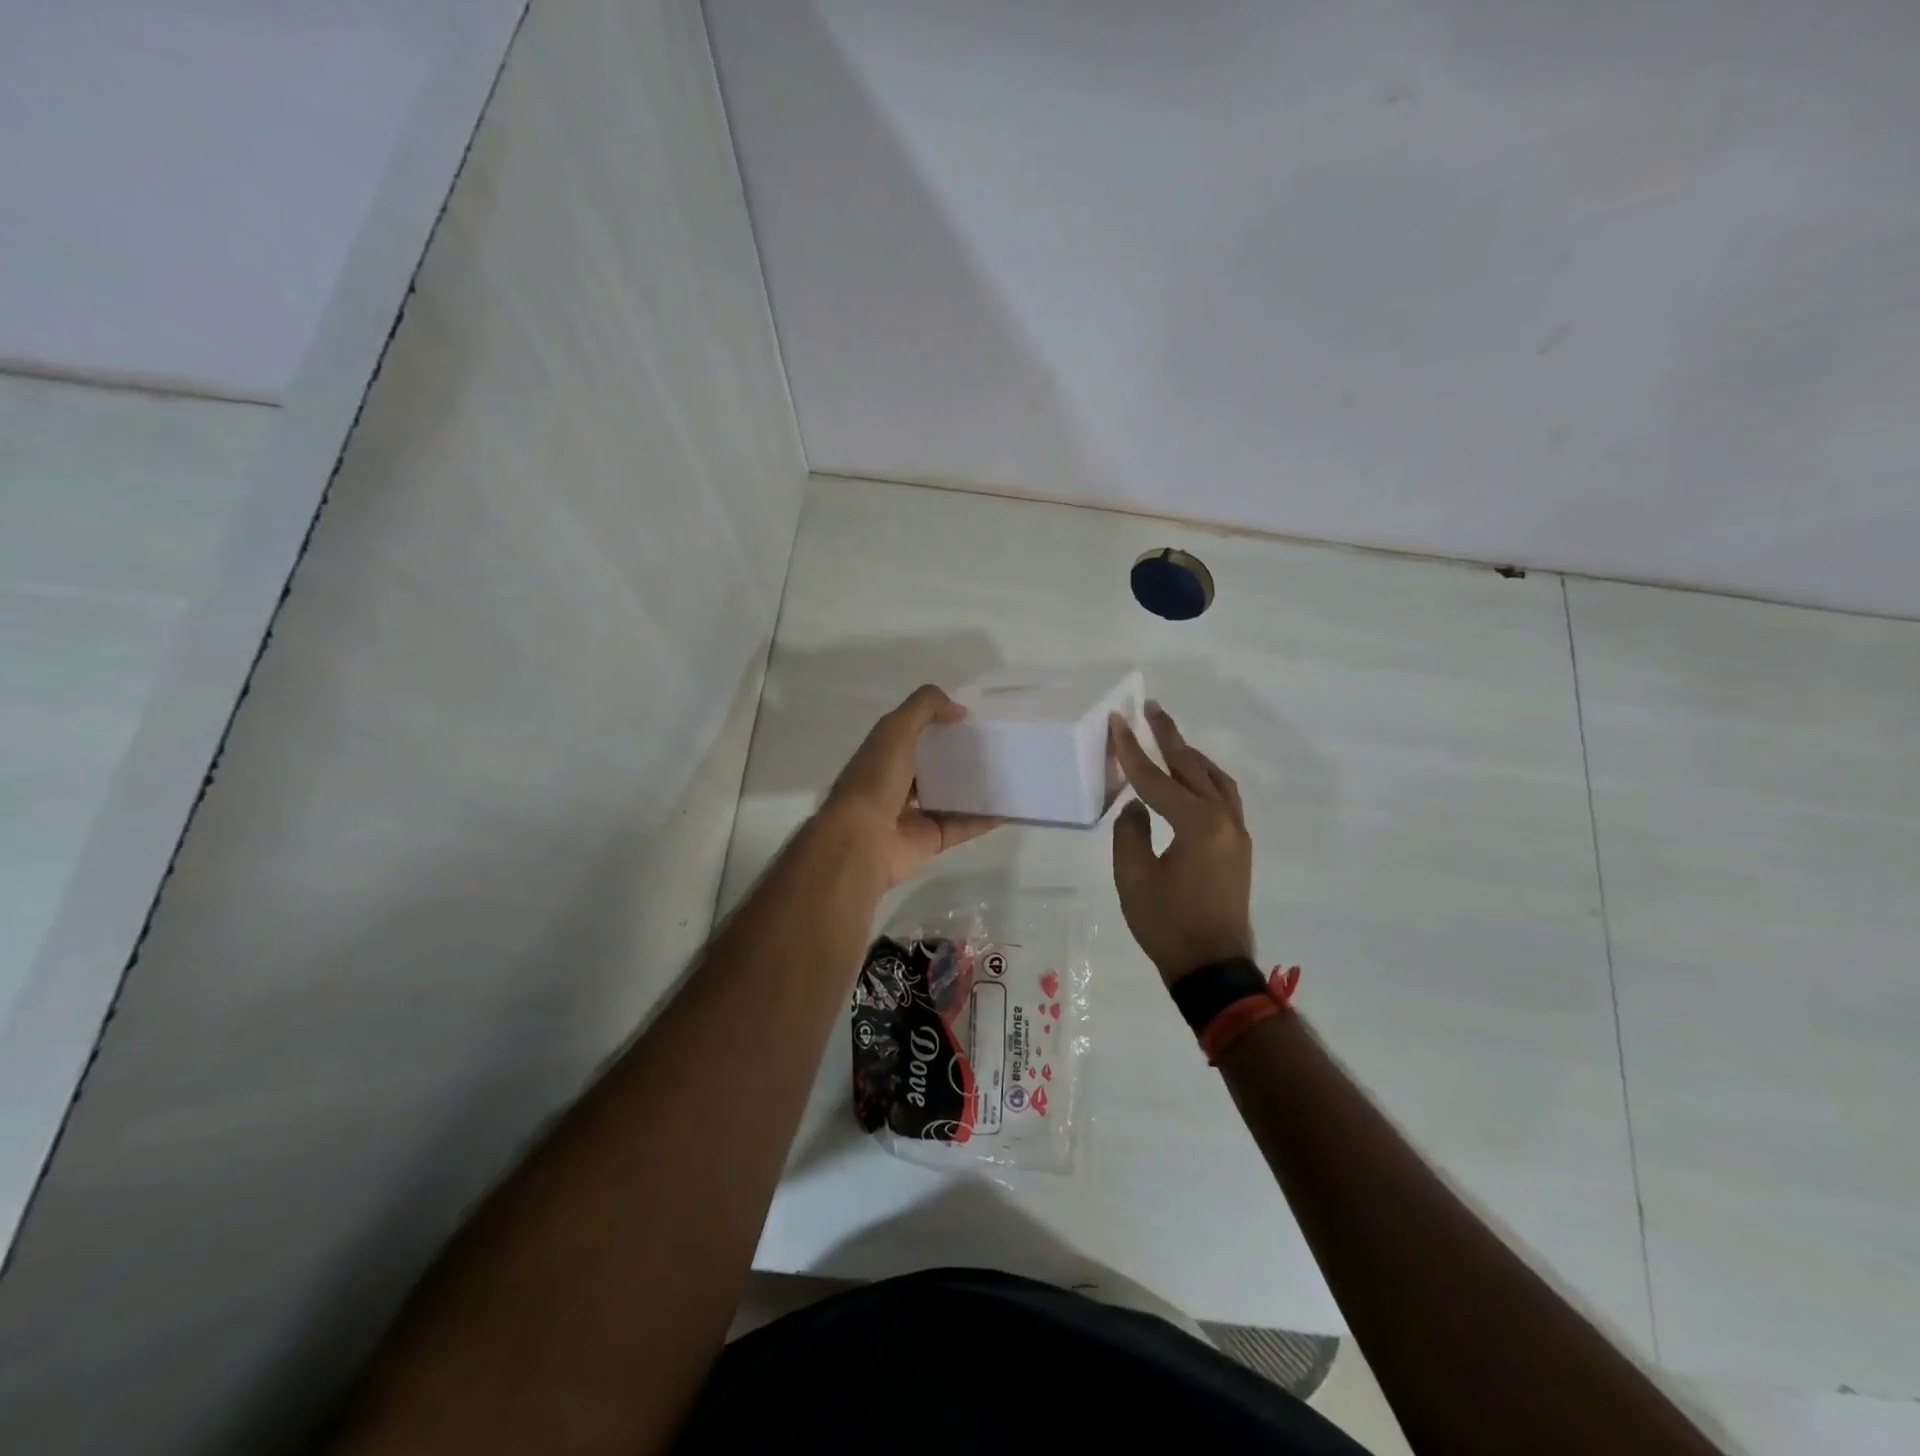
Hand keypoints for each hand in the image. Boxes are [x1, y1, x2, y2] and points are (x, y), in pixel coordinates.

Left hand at [818, 685, 999, 887]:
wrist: (860, 840)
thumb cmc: (874, 779)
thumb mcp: (895, 729)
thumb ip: (925, 708)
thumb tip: (959, 710)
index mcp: (885, 754)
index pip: (915, 733)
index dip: (940, 723)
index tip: (973, 719)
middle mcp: (898, 782)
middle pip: (936, 765)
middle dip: (962, 756)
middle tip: (998, 746)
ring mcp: (915, 813)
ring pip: (952, 796)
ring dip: (977, 787)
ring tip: (1009, 773)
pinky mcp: (931, 839)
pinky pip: (964, 826)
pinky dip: (985, 818)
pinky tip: (1010, 806)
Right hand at [1110, 701, 1254, 985]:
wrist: (1212, 968)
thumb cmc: (1167, 924)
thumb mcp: (1133, 878)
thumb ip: (1129, 833)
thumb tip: (1136, 809)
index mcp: (1197, 824)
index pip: (1156, 779)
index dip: (1132, 750)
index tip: (1118, 720)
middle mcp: (1224, 819)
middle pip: (1193, 767)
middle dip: (1169, 737)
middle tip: (1151, 708)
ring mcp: (1236, 833)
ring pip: (1215, 780)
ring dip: (1191, 756)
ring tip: (1170, 738)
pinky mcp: (1238, 848)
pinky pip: (1223, 798)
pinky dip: (1204, 779)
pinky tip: (1191, 779)